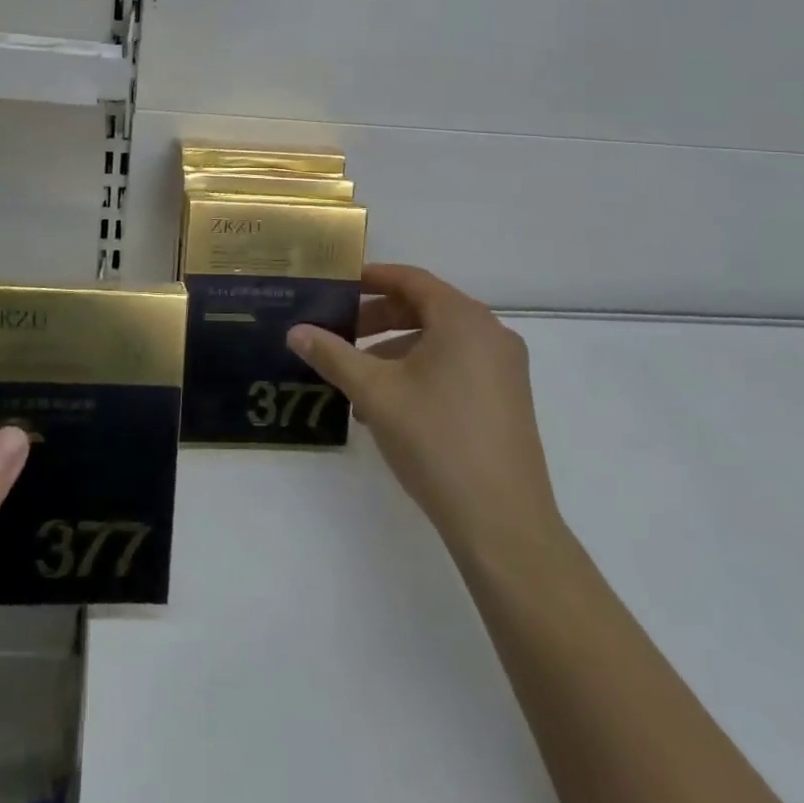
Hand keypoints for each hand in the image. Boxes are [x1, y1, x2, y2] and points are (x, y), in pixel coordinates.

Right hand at [288, 264, 560, 556]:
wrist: (503, 524)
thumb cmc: (436, 441)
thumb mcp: (375, 392)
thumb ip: (333, 355)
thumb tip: (296, 331)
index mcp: (463, 319)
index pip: (411, 279)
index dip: (373, 278)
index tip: (339, 285)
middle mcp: (491, 334)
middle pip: (426, 308)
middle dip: (379, 318)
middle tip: (341, 332)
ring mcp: (505, 369)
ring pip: (441, 341)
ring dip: (396, 350)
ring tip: (359, 379)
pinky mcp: (508, 400)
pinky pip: (457, 366)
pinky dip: (422, 371)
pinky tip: (391, 407)